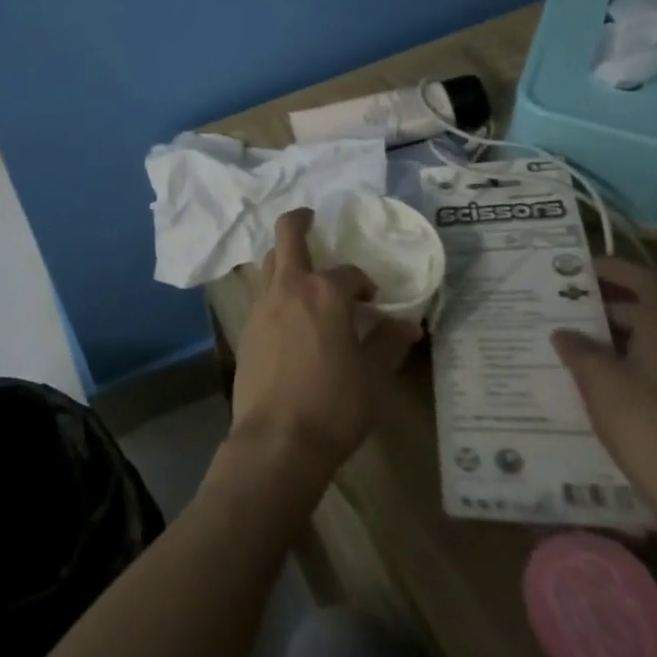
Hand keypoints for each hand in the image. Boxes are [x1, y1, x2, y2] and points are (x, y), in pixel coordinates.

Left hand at [227, 208, 422, 483]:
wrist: (277, 438)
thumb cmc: (334, 405)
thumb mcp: (373, 378)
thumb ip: (388, 343)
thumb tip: (408, 324)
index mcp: (324, 292)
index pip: (349, 273)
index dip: (363, 283)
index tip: (372, 301)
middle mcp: (289, 287)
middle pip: (287, 234)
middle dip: (300, 220)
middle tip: (312, 219)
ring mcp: (262, 304)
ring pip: (270, 262)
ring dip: (285, 257)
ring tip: (303, 271)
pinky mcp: (247, 326)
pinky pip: (262, 292)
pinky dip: (276, 289)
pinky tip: (288, 312)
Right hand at [553, 258, 656, 523]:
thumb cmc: (647, 424)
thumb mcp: (599, 379)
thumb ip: (578, 349)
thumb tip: (564, 332)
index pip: (646, 280)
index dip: (614, 268)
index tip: (580, 267)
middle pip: (648, 311)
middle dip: (607, 305)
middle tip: (565, 305)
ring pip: (651, 344)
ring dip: (614, 338)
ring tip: (572, 342)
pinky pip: (655, 372)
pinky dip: (626, 366)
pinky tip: (595, 383)